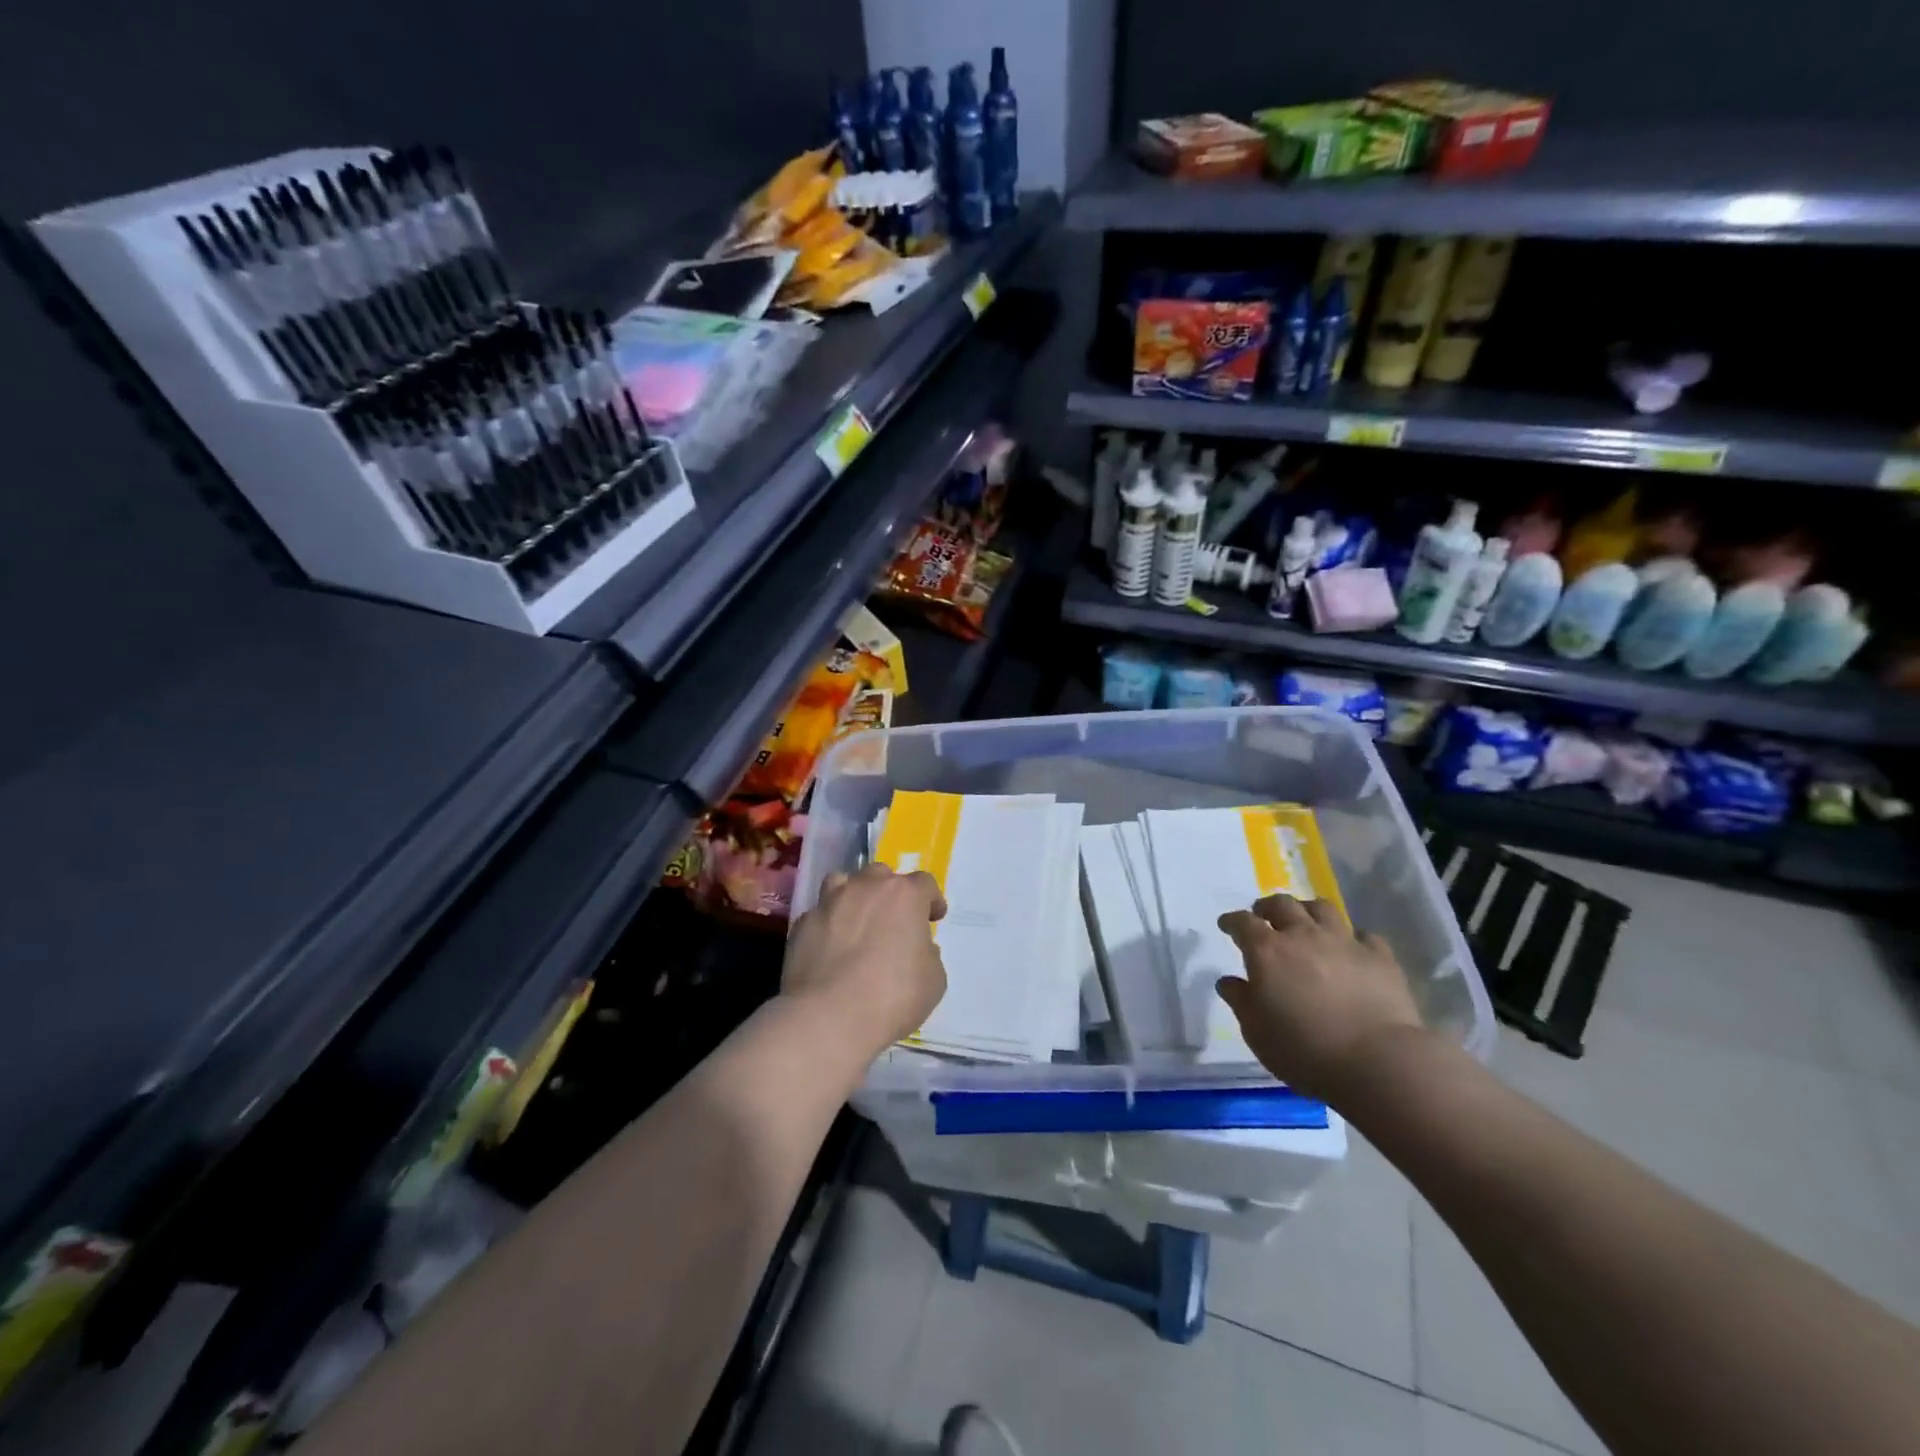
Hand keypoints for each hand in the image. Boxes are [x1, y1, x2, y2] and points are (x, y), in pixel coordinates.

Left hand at [782, 863, 947, 1059]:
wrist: (829, 1017)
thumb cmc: (893, 996)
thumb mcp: (934, 980)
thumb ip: (928, 955)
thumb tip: (917, 948)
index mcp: (904, 895)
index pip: (924, 883)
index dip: (931, 900)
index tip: (933, 918)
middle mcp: (866, 888)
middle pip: (882, 875)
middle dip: (890, 893)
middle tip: (894, 920)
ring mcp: (830, 902)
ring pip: (843, 882)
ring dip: (854, 896)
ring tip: (857, 920)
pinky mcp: (802, 924)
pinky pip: (820, 914)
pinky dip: (828, 924)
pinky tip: (829, 947)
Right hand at [1214, 895, 1423, 1100]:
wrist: (1377, 1061)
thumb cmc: (1305, 1050)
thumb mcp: (1256, 1032)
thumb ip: (1240, 1001)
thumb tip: (1228, 981)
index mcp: (1267, 951)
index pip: (1243, 922)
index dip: (1232, 921)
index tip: (1227, 925)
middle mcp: (1303, 936)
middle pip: (1282, 905)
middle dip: (1268, 907)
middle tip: (1263, 916)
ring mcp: (1344, 942)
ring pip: (1322, 908)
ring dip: (1307, 910)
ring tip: (1305, 921)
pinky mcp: (1379, 957)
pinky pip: (1364, 935)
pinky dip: (1353, 938)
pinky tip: (1352, 949)